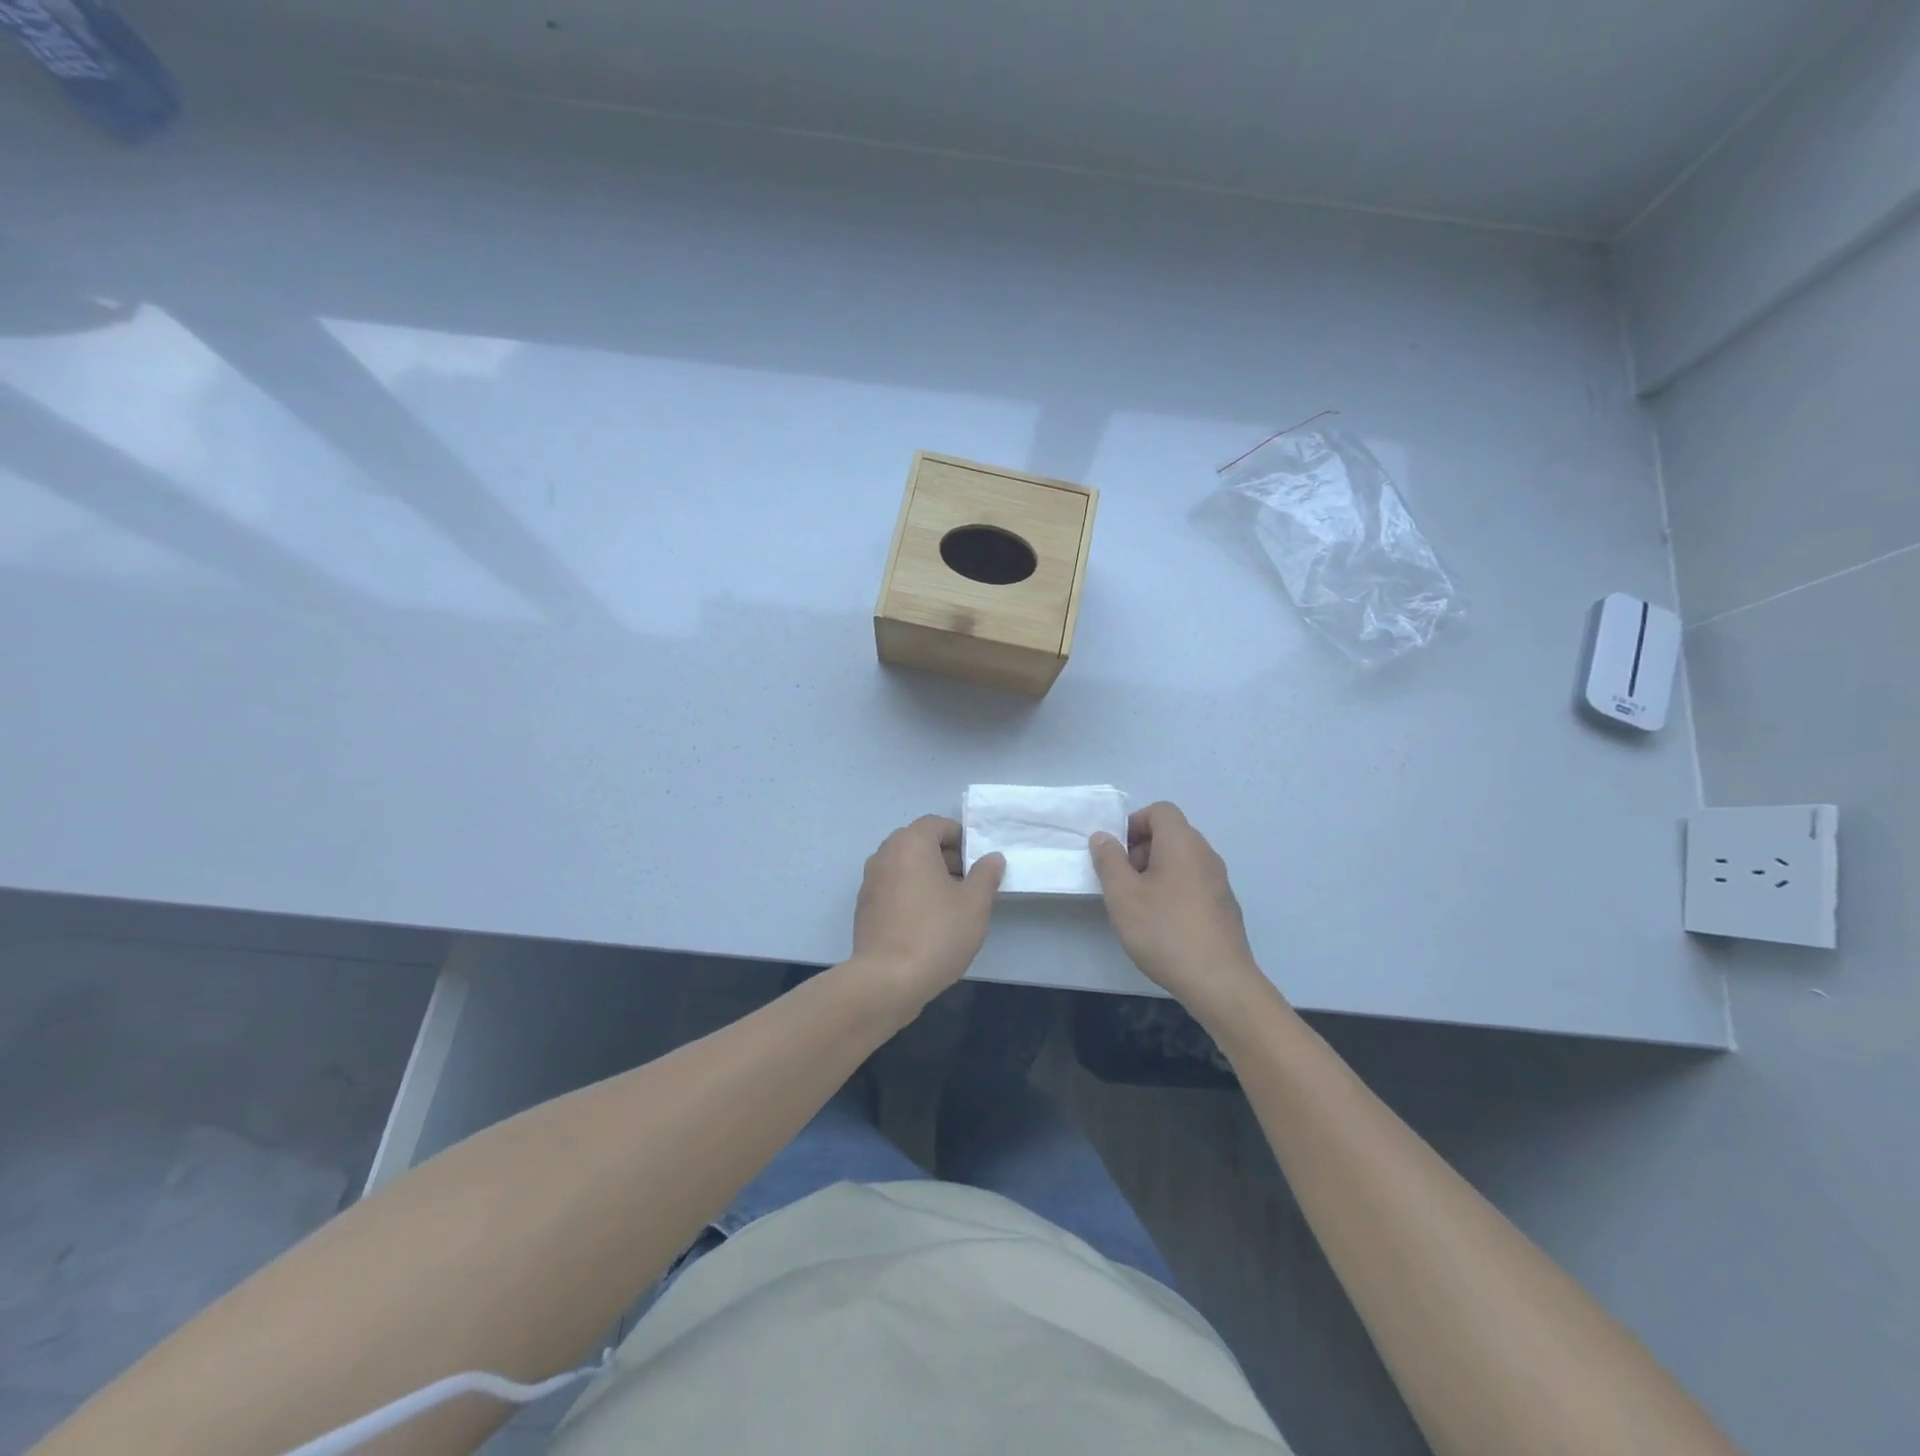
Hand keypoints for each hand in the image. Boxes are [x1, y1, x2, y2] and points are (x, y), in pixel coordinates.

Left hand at [851, 815, 1003, 1015]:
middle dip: (946, 857)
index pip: (938, 824)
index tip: (979, 862)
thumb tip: (992, 857)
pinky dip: (911, 894)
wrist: (887, 980)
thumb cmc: (936, 933)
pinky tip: (927, 923)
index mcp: (910, 843)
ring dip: (928, 877)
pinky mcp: (864, 907)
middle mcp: (885, 854)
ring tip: (952, 905)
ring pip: (905, 867)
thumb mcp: (974, 903)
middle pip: (919, 843)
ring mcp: (870, 881)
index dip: (962, 838)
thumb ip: (986, 874)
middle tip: (970, 883)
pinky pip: (893, 888)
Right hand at [1089, 801, 1265, 1021]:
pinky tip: (1162, 924)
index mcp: (1182, 843)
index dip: (1133, 824)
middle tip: (1122, 880)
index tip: (1116, 853)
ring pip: (1182, 861)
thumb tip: (1103, 837)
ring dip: (1156, 872)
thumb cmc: (1164, 930)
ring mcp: (1220, 882)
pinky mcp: (1225, 907)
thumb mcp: (1122, 894)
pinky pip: (1194, 883)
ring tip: (1138, 905)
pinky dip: (1174, 891)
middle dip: (1141, 849)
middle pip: (1171, 834)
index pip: (1160, 810)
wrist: (1219, 981)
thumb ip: (1108, 860)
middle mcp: (1206, 855)